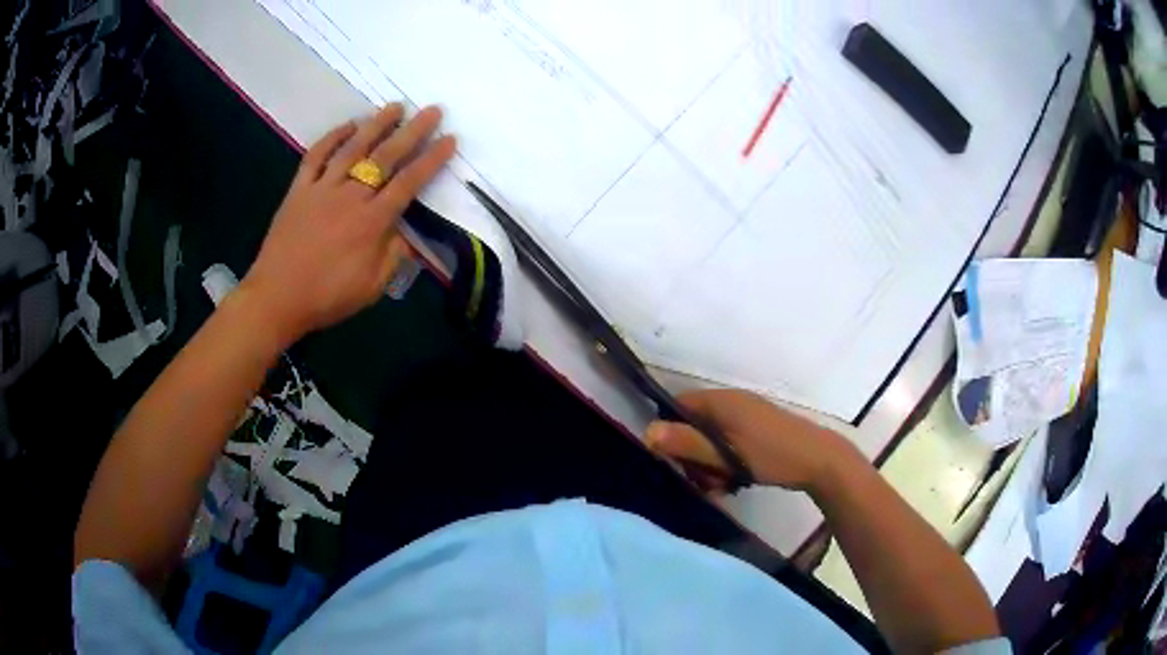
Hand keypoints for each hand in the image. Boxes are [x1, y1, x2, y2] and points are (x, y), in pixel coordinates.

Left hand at [239, 104, 455, 346]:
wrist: (277, 298)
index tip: (450, 139)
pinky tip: (347, 126)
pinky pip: (316, 156)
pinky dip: (332, 137)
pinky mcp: (299, 190)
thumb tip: (406, 231)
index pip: (409, 183)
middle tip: (432, 110)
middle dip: (412, 131)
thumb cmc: (327, 297)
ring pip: (353, 148)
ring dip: (376, 124)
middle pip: (386, 157)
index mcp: (372, 222)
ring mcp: (322, 189)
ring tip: (395, 107)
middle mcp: (350, 196)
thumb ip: (394, 256)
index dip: (432, 159)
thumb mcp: (372, 287)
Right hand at [646, 389, 859, 491]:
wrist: (819, 460)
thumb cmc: (771, 456)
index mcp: (721, 401)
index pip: (678, 406)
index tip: (676, 462)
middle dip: (694, 456)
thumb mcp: (726, 456)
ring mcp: (746, 414)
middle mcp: (731, 401)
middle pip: (693, 426)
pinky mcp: (757, 428)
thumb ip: (687, 443)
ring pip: (711, 438)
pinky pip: (728, 441)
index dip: (670, 433)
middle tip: (705, 482)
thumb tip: (647, 432)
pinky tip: (735, 481)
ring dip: (710, 463)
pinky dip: (726, 461)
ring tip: (723, 486)